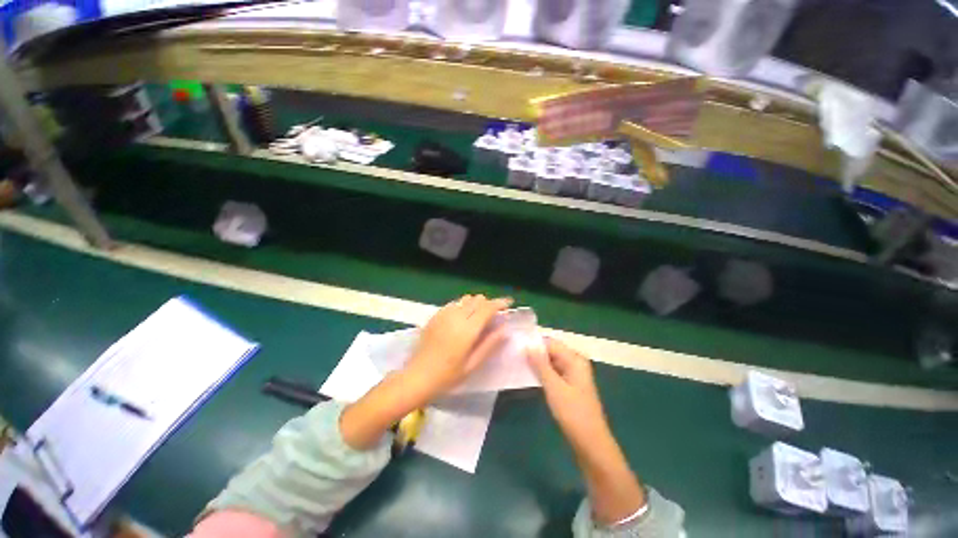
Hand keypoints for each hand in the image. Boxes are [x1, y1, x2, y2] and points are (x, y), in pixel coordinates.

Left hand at [405, 294, 512, 399]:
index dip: (500, 303)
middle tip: (493, 316)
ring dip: (475, 304)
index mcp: (467, 329)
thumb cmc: (447, 376)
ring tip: (477, 317)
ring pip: (465, 299)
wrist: (416, 377)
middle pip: (477, 299)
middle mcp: (456, 316)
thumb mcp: (472, 364)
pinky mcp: (435, 316)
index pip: (488, 307)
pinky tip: (461, 320)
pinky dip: (462, 307)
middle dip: (488, 304)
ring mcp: (443, 314)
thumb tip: (504, 329)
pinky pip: (453, 304)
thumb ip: (490, 344)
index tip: (509, 303)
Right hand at [527, 337, 609, 450]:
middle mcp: (575, 362)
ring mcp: (573, 374)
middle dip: (535, 353)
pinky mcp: (570, 385)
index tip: (516, 346)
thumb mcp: (554, 387)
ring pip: (551, 362)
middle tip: (515, 355)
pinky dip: (543, 373)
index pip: (551, 343)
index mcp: (575, 359)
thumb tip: (528, 345)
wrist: (591, 444)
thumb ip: (540, 365)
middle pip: (551, 351)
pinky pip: (554, 372)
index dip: (534, 344)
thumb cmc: (573, 413)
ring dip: (537, 363)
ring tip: (518, 363)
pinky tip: (529, 375)